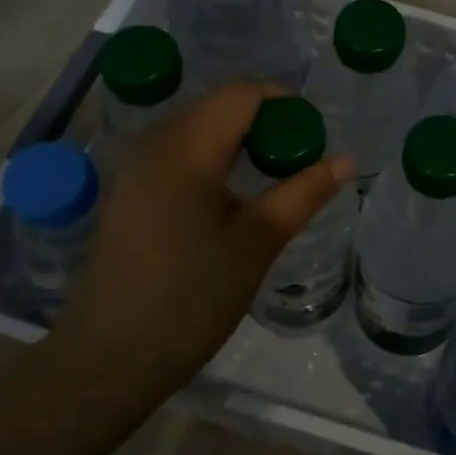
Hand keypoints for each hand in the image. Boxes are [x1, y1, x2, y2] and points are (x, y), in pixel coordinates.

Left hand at [50, 84, 352, 400]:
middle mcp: (153, 146)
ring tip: (268, 176)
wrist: (109, 360)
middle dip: (261, 119)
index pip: (239, 94)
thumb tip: (346, 160)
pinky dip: (209, 156)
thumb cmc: (190, 300)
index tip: (312, 134)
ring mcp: (132, 169)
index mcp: (185, 151)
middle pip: (215, 105)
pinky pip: (174, 152)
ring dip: (235, 138)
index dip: (282, 101)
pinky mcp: (125, 193)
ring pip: (193, 127)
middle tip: (297, 158)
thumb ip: (302, 194)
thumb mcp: (256, 245)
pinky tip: (226, 196)